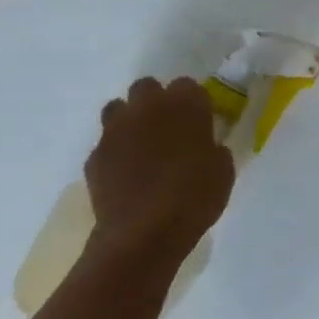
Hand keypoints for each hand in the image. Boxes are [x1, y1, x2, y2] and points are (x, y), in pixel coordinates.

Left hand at [84, 77, 234, 271]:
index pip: (187, 85)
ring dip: (130, 120)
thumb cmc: (195, 197)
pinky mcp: (94, 156)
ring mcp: (115, 130)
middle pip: (147, 87)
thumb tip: (207, 146)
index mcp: (185, 105)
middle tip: (168, 127)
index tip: (199, 120)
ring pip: (117, 108)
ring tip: (142, 145)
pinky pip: (105, 144)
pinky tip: (126, 174)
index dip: (193, 102)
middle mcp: (147, 108)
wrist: (144, 233)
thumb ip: (214, 148)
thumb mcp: (223, 170)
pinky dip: (115, 152)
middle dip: (156, 101)